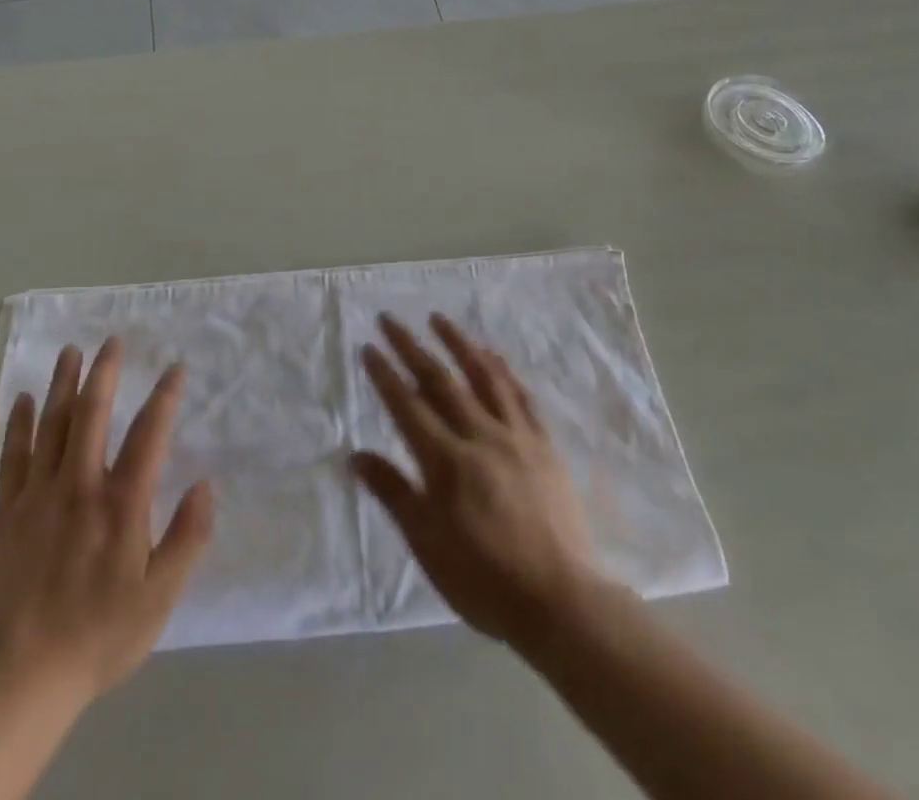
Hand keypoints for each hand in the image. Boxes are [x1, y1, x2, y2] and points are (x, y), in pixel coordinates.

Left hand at [0, 338, 214, 705]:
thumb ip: (188, 537)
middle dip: (105, 372)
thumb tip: (206, 483)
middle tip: (112, 340)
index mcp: (122, 503)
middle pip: (93, 414)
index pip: (149, 433)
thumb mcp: (161, 597)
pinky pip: (12, 457)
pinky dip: (19, 424)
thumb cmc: (101, 635)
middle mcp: (80, 486)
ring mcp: (38, 496)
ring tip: (71, 351)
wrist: (23, 680)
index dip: (165, 396)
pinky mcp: (6, 513)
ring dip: (63, 384)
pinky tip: (22, 400)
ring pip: (52, 425)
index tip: (176, 368)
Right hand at [351, 314, 602, 650]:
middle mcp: (478, 436)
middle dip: (410, 347)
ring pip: (482, 376)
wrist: (561, 601)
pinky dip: (503, 370)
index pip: (407, 406)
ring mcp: (515, 436)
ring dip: (458, 343)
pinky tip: (494, 356)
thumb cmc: (485, 580)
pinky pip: (520, 396)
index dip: (385, 374)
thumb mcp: (428, 545)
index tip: (368, 347)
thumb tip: (356, 455)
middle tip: (390, 319)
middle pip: (439, 381)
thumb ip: (394, 494)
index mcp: (445, 461)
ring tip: (439, 318)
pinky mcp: (543, 444)